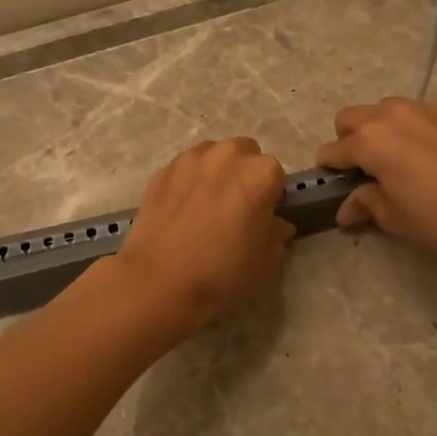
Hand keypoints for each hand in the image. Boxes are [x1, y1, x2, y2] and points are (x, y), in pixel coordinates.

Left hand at [113, 137, 293, 334]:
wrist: (158, 281)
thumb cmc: (222, 272)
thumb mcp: (266, 262)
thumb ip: (277, 235)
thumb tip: (276, 225)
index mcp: (261, 173)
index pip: (276, 176)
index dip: (270, 197)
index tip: (261, 217)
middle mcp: (228, 154)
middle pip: (245, 154)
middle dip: (244, 174)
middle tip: (235, 207)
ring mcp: (191, 158)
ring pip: (213, 155)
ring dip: (216, 172)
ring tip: (206, 205)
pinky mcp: (162, 170)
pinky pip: (185, 168)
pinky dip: (189, 180)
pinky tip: (181, 209)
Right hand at [315, 98, 436, 258]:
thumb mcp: (395, 217)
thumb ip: (365, 204)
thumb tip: (345, 209)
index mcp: (369, 140)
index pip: (333, 151)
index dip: (328, 172)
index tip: (334, 189)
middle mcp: (388, 115)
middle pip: (349, 119)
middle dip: (346, 142)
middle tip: (361, 172)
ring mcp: (418, 109)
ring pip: (379, 110)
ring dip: (373, 130)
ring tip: (390, 161)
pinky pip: (407, 114)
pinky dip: (401, 129)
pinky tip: (417, 156)